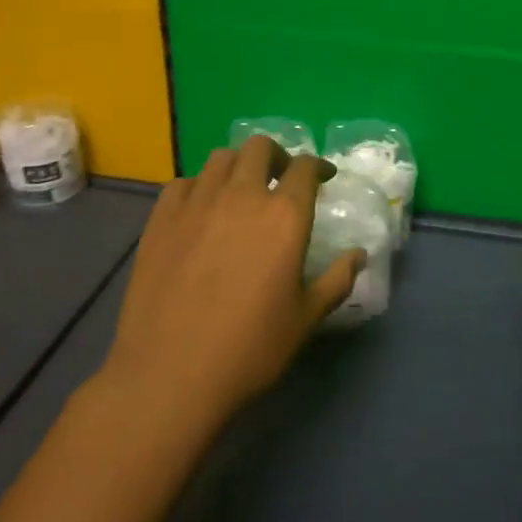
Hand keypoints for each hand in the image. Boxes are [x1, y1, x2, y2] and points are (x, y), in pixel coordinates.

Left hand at [104, 137, 364, 426]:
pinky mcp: (161, 219)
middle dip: (277, 156)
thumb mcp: (305, 319)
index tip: (323, 177)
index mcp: (285, 216)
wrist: (170, 373)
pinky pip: (183, 183)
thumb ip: (336, 280)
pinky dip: (199, 186)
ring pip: (221, 158)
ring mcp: (197, 203)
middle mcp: (242, 196)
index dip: (317, 166)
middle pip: (260, 148)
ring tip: (241, 190)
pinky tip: (200, 209)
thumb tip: (360, 255)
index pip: (305, 167)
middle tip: (281, 179)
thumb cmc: (249, 348)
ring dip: (238, 165)